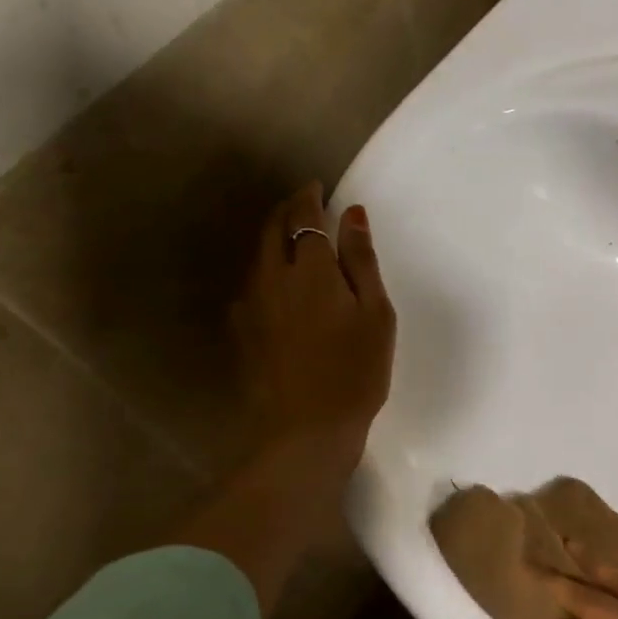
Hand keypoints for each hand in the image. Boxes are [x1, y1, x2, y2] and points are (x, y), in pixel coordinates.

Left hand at [181, 184, 394, 611]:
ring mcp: (251, 304)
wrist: (305, 431)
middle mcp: (272, 276)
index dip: (310, 196)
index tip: (319, 187)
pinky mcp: (242, 330)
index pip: (304, 214)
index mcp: (311, 268)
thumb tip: (352, 214)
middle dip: (287, 208)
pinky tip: (282, 283)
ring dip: (275, 236)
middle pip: (273, 228)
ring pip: (259, 254)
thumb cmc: (355, 372)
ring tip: (296, 238)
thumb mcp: (375, 315)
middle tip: (306, 203)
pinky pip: (253, 282)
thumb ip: (362, 261)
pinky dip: (268, 268)